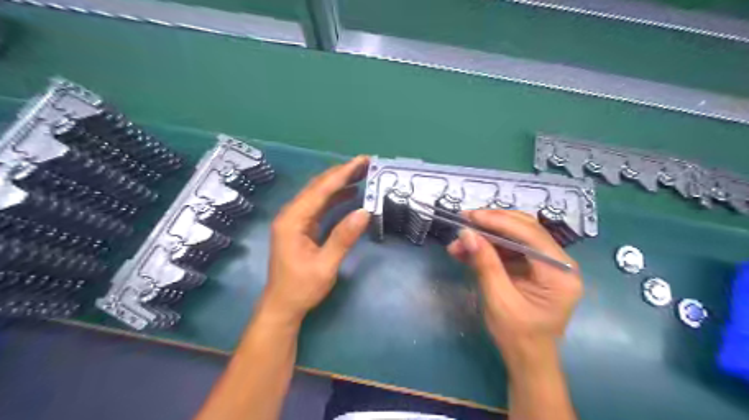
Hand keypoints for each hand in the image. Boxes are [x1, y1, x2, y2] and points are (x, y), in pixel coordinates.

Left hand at [261, 156, 370, 324]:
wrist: (283, 306)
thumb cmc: (301, 288)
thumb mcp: (325, 265)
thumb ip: (343, 238)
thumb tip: (364, 211)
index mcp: (292, 220)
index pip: (320, 190)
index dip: (342, 174)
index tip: (362, 161)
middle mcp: (291, 215)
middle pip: (318, 187)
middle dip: (342, 173)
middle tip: (366, 163)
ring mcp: (296, 220)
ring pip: (319, 194)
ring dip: (339, 183)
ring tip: (362, 174)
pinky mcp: (301, 227)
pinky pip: (320, 206)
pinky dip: (335, 198)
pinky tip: (350, 194)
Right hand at [447, 210, 580, 363]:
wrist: (528, 360)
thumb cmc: (517, 336)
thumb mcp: (498, 299)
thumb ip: (485, 263)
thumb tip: (467, 233)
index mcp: (560, 273)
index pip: (530, 235)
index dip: (498, 221)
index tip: (470, 216)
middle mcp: (560, 263)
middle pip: (525, 229)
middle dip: (492, 223)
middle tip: (464, 221)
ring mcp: (548, 264)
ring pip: (515, 236)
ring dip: (486, 236)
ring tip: (458, 242)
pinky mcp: (534, 267)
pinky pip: (511, 249)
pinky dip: (489, 248)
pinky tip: (467, 251)